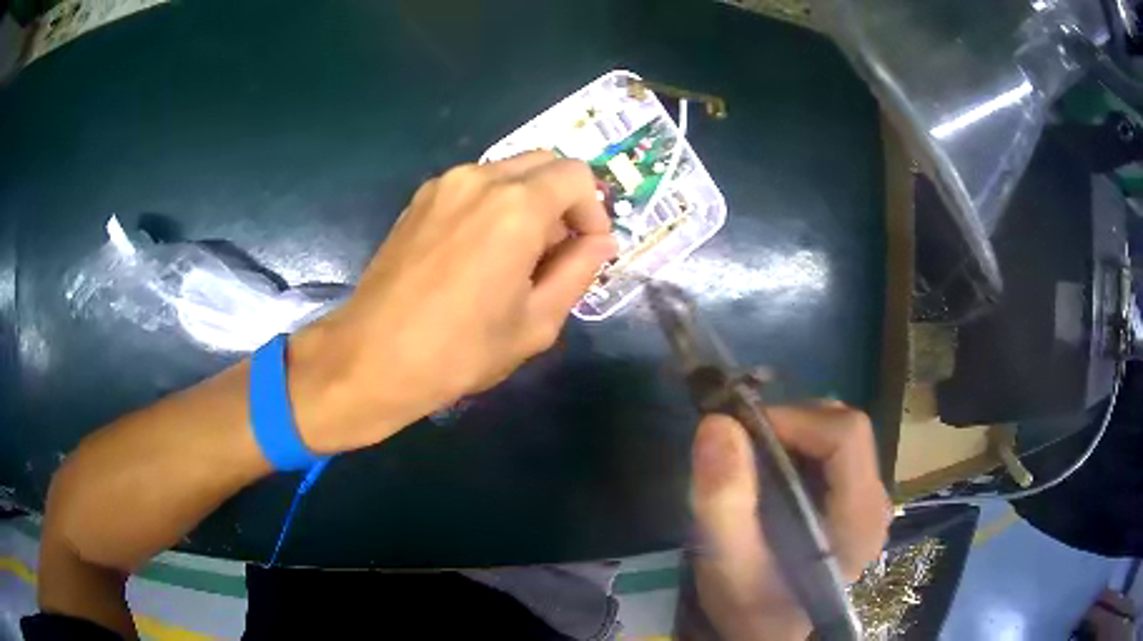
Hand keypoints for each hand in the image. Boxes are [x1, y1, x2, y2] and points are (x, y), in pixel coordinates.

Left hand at [289, 152, 616, 452]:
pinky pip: (474, 186)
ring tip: (516, 256)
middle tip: (557, 251)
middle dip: (564, 200)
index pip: (577, 176)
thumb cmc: (459, 350)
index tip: (587, 249)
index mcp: (516, 207)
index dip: (594, 210)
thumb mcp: (536, 322)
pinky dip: (494, 205)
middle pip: (544, 164)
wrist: (372, 357)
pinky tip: (480, 252)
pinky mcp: (419, 199)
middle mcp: (480, 179)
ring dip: (528, 201)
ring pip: (508, 172)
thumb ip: (578, 272)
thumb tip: (600, 242)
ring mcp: (443, 185)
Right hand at [688, 405, 890, 640]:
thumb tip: (718, 422)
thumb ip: (724, 500)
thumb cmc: (750, 608)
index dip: (794, 419)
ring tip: (753, 463)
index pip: (846, 434)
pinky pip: (833, 456)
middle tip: (742, 448)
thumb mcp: (727, 564)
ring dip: (792, 437)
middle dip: (790, 426)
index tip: (742, 432)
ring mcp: (867, 503)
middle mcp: (874, 502)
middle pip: (845, 429)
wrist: (767, 636)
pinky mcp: (854, 505)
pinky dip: (798, 452)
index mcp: (858, 517)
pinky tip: (770, 479)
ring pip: (839, 437)